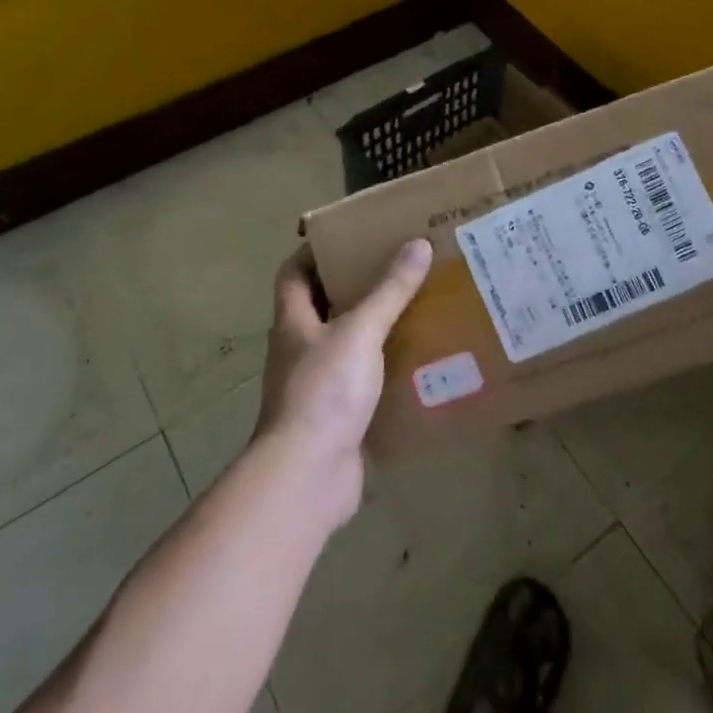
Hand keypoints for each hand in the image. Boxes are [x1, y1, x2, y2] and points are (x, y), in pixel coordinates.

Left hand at [253, 239, 432, 530]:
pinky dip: (386, 370)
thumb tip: (417, 244)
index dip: (315, 251)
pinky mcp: (337, 417)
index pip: (293, 273)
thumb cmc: (324, 391)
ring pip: (346, 344)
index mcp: (294, 322)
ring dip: (375, 328)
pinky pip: (363, 382)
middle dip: (355, 286)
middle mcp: (300, 349)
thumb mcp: (360, 331)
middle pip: (322, 306)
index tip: (351, 236)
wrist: (307, 477)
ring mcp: (316, 385)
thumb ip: (389, 290)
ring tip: (416, 307)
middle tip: (398, 267)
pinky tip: (418, 362)